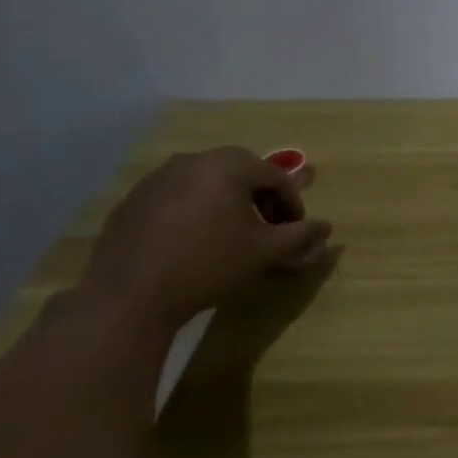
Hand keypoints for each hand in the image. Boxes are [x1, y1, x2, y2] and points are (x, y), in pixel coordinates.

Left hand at [82, 148, 334, 327]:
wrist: (130, 296)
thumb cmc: (209, 265)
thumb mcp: (265, 251)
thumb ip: (300, 235)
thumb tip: (326, 228)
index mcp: (226, 166)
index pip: (274, 175)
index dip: (292, 202)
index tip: (295, 230)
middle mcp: (191, 162)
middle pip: (240, 170)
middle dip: (261, 196)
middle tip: (268, 227)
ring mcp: (156, 179)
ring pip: (207, 181)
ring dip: (228, 201)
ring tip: (232, 235)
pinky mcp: (133, 201)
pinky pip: (177, 196)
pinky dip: (196, 210)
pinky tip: (195, 242)